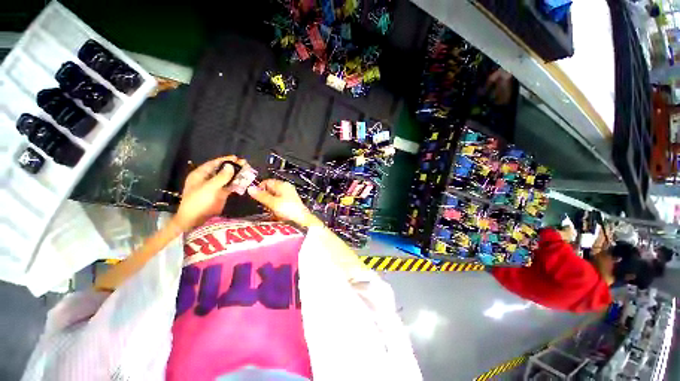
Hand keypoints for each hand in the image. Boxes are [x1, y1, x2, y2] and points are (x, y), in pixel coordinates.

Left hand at [174, 156, 247, 231]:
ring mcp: (215, 187)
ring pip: (227, 178)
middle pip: (222, 170)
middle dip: (233, 167)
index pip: (214, 164)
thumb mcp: (209, 188)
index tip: (237, 158)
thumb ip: (221, 177)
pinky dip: (237, 183)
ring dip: (237, 175)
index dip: (225, 160)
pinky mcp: (221, 194)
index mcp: (200, 175)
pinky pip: (230, 186)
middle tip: (245, 164)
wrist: (195, 221)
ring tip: (248, 171)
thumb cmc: (198, 202)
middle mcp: (208, 179)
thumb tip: (231, 166)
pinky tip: (245, 181)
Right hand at [247, 179, 321, 226]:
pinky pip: (279, 201)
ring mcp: (289, 194)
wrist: (302, 219)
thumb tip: (249, 188)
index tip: (256, 198)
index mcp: (282, 185)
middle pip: (270, 189)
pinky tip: (275, 212)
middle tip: (264, 205)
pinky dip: (275, 206)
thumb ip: (261, 196)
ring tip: (270, 210)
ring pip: (274, 196)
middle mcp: (286, 187)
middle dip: (265, 196)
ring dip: (269, 202)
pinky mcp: (290, 201)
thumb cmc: (287, 209)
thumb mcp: (272, 203)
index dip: (260, 188)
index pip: (267, 182)